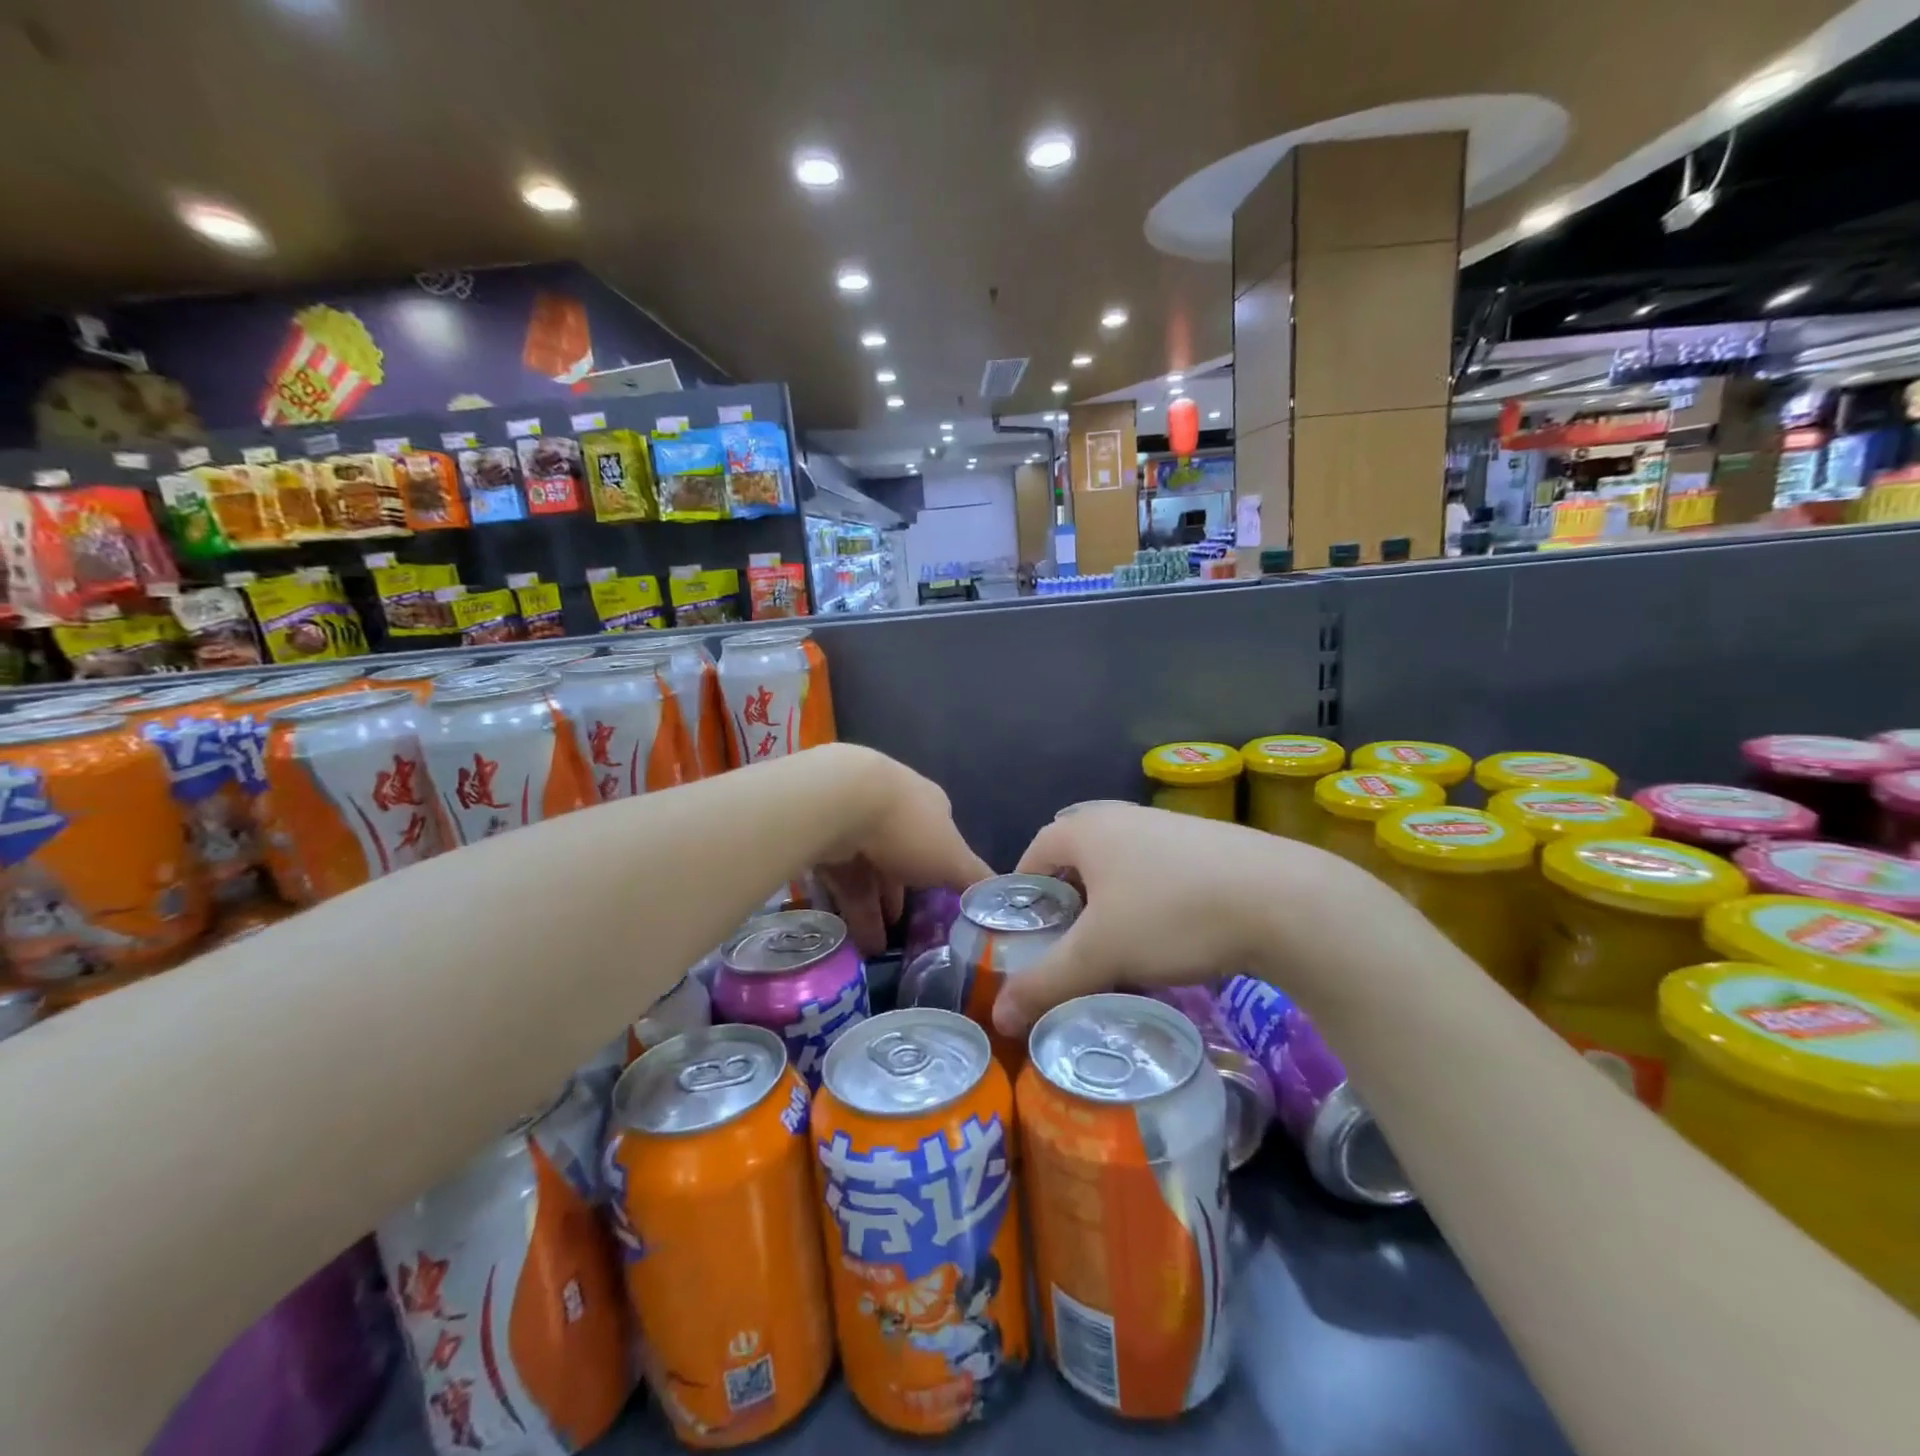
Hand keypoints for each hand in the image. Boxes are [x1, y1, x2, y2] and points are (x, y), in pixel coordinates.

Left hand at [816, 746, 991, 954]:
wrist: (837, 802)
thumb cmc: (907, 828)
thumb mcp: (952, 859)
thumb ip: (973, 878)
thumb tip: (999, 896)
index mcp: (928, 805)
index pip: (939, 839)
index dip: (940, 871)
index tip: (939, 902)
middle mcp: (893, 807)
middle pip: (900, 857)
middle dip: (902, 894)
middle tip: (904, 930)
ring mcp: (854, 819)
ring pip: (868, 871)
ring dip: (873, 909)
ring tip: (876, 948)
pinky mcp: (823, 837)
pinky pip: (840, 878)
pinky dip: (848, 907)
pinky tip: (852, 937)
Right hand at [991, 803, 1356, 1034]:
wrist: (1286, 900)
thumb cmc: (1172, 914)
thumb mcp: (1100, 953)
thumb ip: (1046, 982)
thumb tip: (998, 1016)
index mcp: (1087, 828)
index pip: (1033, 854)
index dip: (1022, 895)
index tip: (1023, 937)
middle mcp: (1122, 816)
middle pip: (1076, 862)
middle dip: (1066, 905)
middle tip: (1065, 949)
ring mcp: (1169, 827)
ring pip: (1119, 869)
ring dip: (1109, 907)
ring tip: (1114, 953)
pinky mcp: (1208, 845)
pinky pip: (1157, 874)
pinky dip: (1147, 904)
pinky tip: (1167, 940)